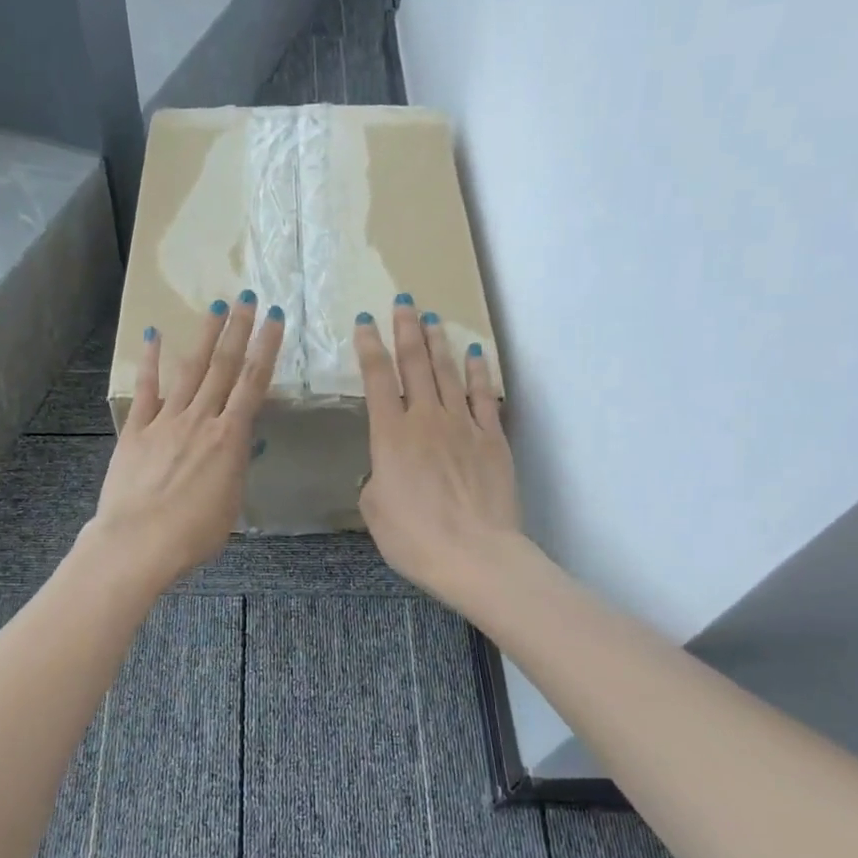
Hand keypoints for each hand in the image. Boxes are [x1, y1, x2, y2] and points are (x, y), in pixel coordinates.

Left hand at [85, 294, 284, 590]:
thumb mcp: (230, 505)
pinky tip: (154, 336)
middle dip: (239, 330)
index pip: (254, 384)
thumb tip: (241, 445)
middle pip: (223, 367)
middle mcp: (200, 420)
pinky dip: (150, 362)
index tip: (275, 319)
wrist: (138, 543)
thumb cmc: (192, 535)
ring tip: (216, 306)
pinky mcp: (136, 430)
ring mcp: (166, 421)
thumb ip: (235, 469)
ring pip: (190, 370)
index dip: (266, 349)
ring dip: (204, 336)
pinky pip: (146, 389)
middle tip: (248, 297)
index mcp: (229, 439)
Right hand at [356, 298, 522, 608]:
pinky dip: (478, 372)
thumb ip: (376, 477)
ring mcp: (463, 425)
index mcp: (390, 435)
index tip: (365, 322)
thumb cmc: (413, 537)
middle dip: (406, 330)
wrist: (474, 555)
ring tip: (431, 318)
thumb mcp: (374, 509)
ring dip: (438, 343)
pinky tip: (474, 354)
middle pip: (415, 364)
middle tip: (403, 302)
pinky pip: (484, 396)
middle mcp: (426, 419)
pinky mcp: (492, 439)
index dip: (369, 347)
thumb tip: (386, 468)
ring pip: (447, 373)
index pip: (377, 379)